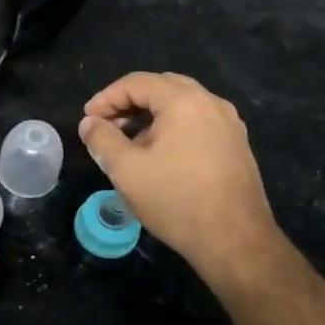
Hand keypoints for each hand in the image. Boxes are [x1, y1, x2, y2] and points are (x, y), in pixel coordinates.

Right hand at [78, 72, 287, 291]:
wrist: (235, 241)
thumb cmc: (176, 200)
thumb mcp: (126, 170)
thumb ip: (102, 139)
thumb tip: (90, 123)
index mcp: (184, 101)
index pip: (137, 83)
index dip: (106, 98)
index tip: (88, 121)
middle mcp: (211, 103)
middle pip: (162, 87)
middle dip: (129, 103)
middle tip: (107, 126)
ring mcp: (229, 124)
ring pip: (181, 105)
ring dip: (151, 117)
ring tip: (129, 144)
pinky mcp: (236, 146)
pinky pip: (198, 123)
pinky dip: (173, 128)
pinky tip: (160, 157)